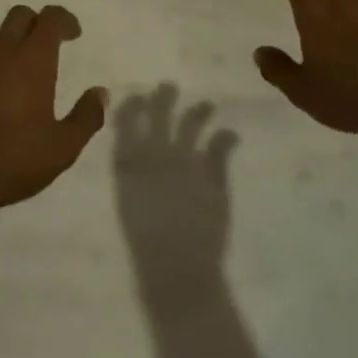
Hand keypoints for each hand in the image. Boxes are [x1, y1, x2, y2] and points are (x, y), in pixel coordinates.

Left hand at [0, 5, 107, 215]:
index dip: (64, 20)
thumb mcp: (61, 150)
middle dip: (34, 25)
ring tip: (3, 68)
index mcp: (32, 60)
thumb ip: (86, 117)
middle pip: (18, 16)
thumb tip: (100, 92)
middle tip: (41, 49)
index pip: (51, 18)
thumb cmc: (9, 163)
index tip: (72, 34)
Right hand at [114, 87, 236, 296]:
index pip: (125, 123)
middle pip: (159, 116)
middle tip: (169, 87)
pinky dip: (226, 137)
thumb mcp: (129, 204)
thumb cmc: (145, 244)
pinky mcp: (213, 176)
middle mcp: (156, 157)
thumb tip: (134, 154)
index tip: (138, 96)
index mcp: (129, 165)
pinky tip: (231, 134)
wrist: (176, 270)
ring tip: (208, 105)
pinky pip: (220, 147)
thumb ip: (132, 176)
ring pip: (191, 125)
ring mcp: (186, 163)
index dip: (131, 106)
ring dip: (199, 112)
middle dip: (163, 98)